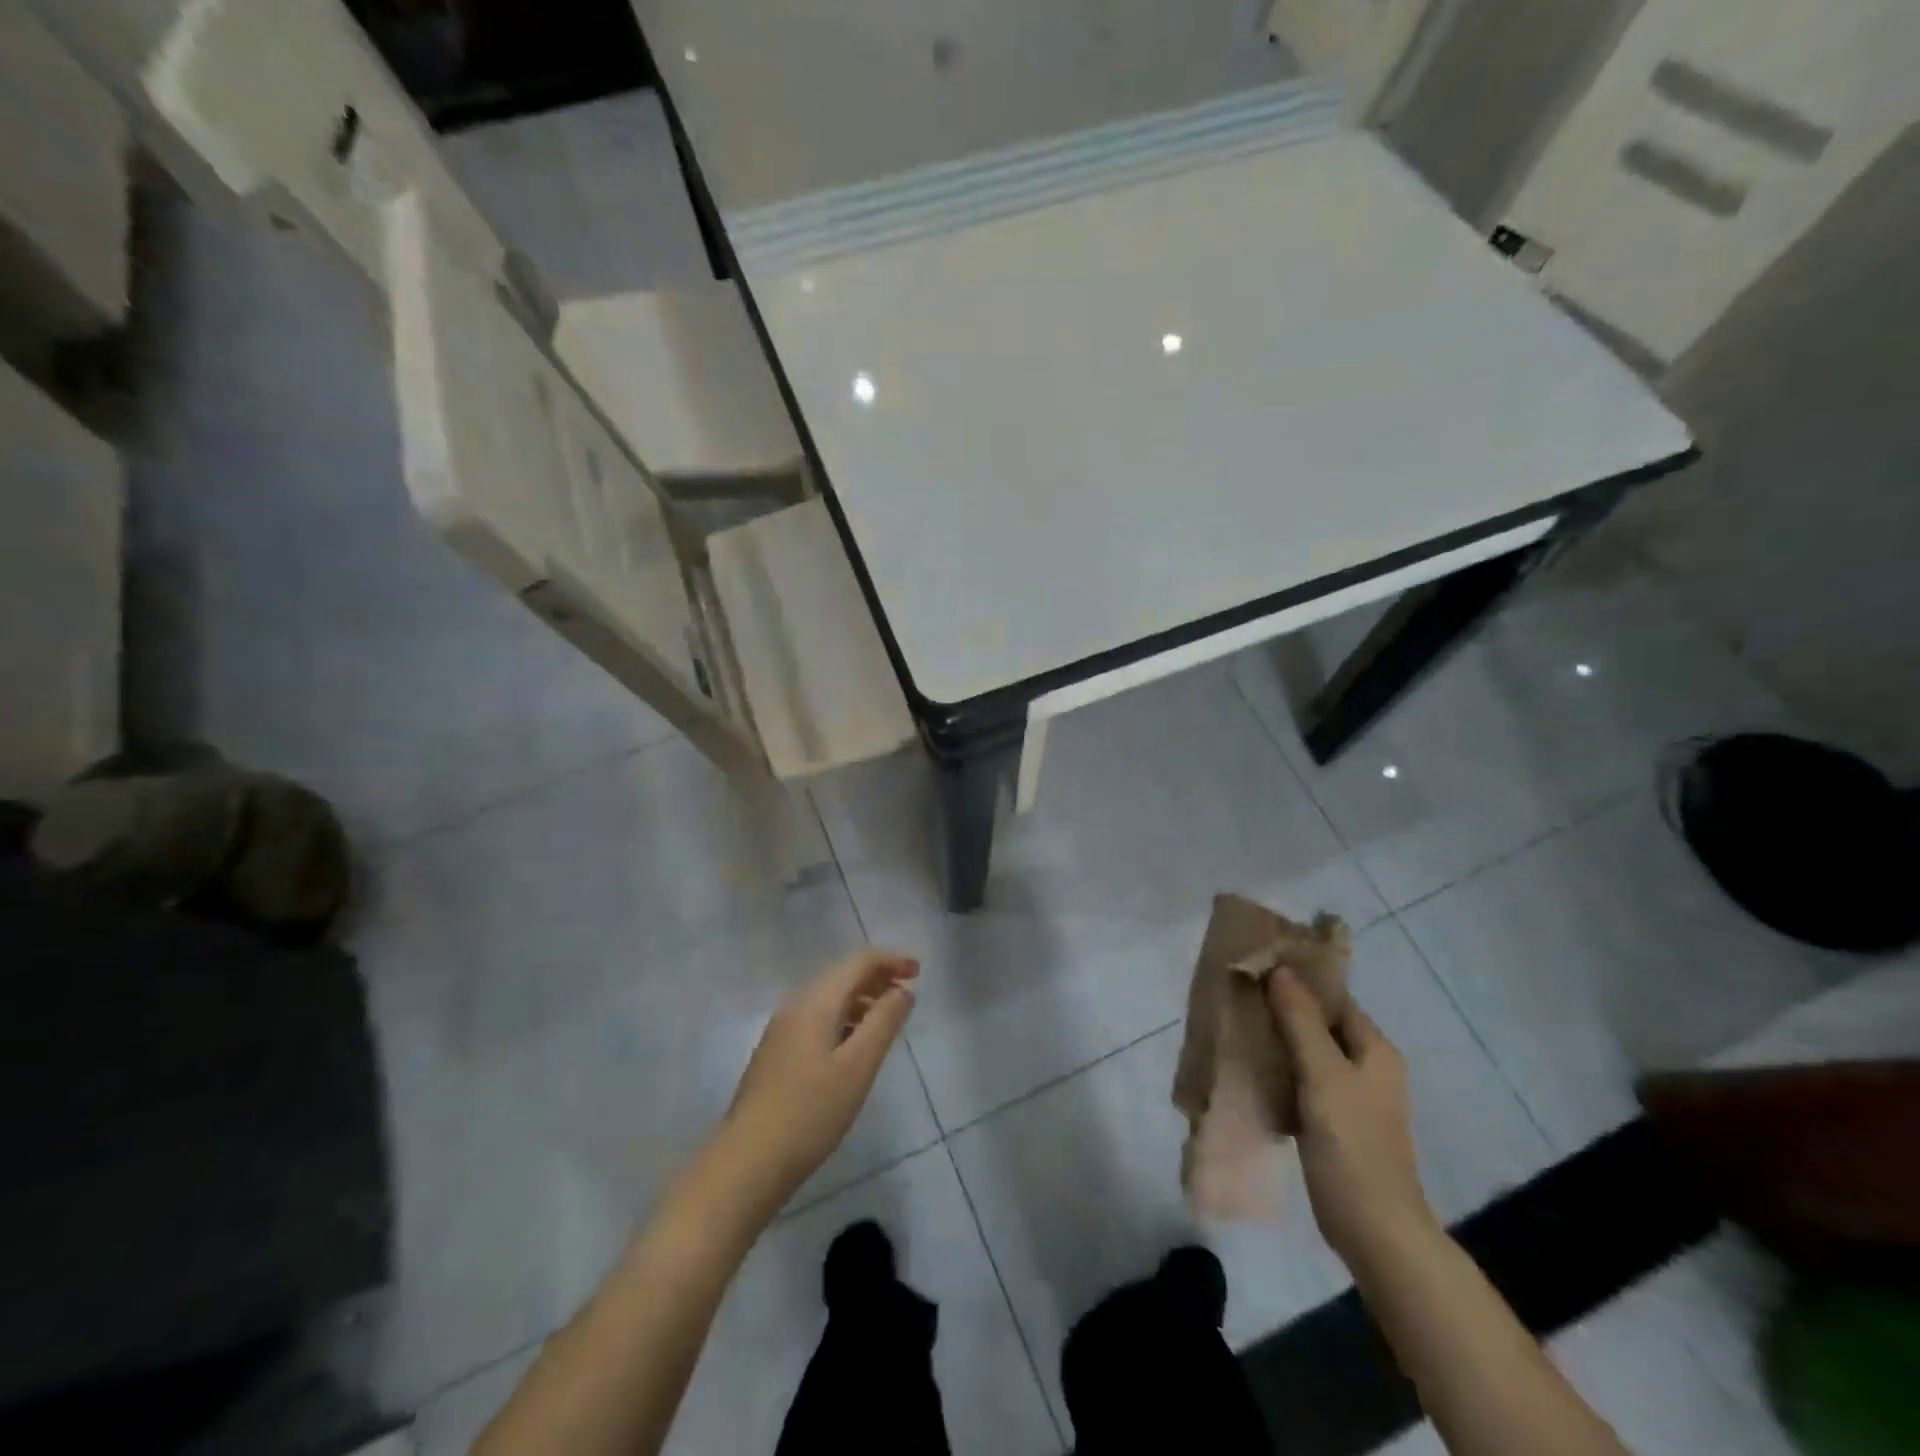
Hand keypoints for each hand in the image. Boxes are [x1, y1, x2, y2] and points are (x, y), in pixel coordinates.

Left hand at [719, 950, 918, 1205]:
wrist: (746, 1163)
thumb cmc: (810, 1113)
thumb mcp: (857, 1067)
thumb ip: (883, 1022)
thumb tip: (904, 991)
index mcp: (815, 1002)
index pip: (858, 962)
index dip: (891, 960)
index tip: (919, 972)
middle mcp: (796, 1006)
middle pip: (842, 975)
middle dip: (878, 977)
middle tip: (909, 992)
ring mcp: (782, 1030)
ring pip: (829, 999)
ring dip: (862, 999)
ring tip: (888, 1019)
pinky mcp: (777, 1054)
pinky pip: (818, 1019)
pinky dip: (845, 1019)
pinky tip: (855, 1045)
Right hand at [1267, 968, 1436, 1266]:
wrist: (1375, 1231)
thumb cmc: (1353, 1146)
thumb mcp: (1324, 1075)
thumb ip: (1300, 1021)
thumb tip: (1280, 969)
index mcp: (1375, 1049)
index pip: (1334, 997)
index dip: (1298, 980)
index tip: (1256, 968)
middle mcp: (1367, 1066)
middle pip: (1320, 1022)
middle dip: (1281, 1008)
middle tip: (1239, 996)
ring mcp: (1351, 1096)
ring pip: (1308, 1051)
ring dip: (1277, 1038)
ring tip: (1237, 1025)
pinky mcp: (1334, 1121)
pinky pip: (1303, 1079)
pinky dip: (1280, 1068)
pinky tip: (1250, 1067)